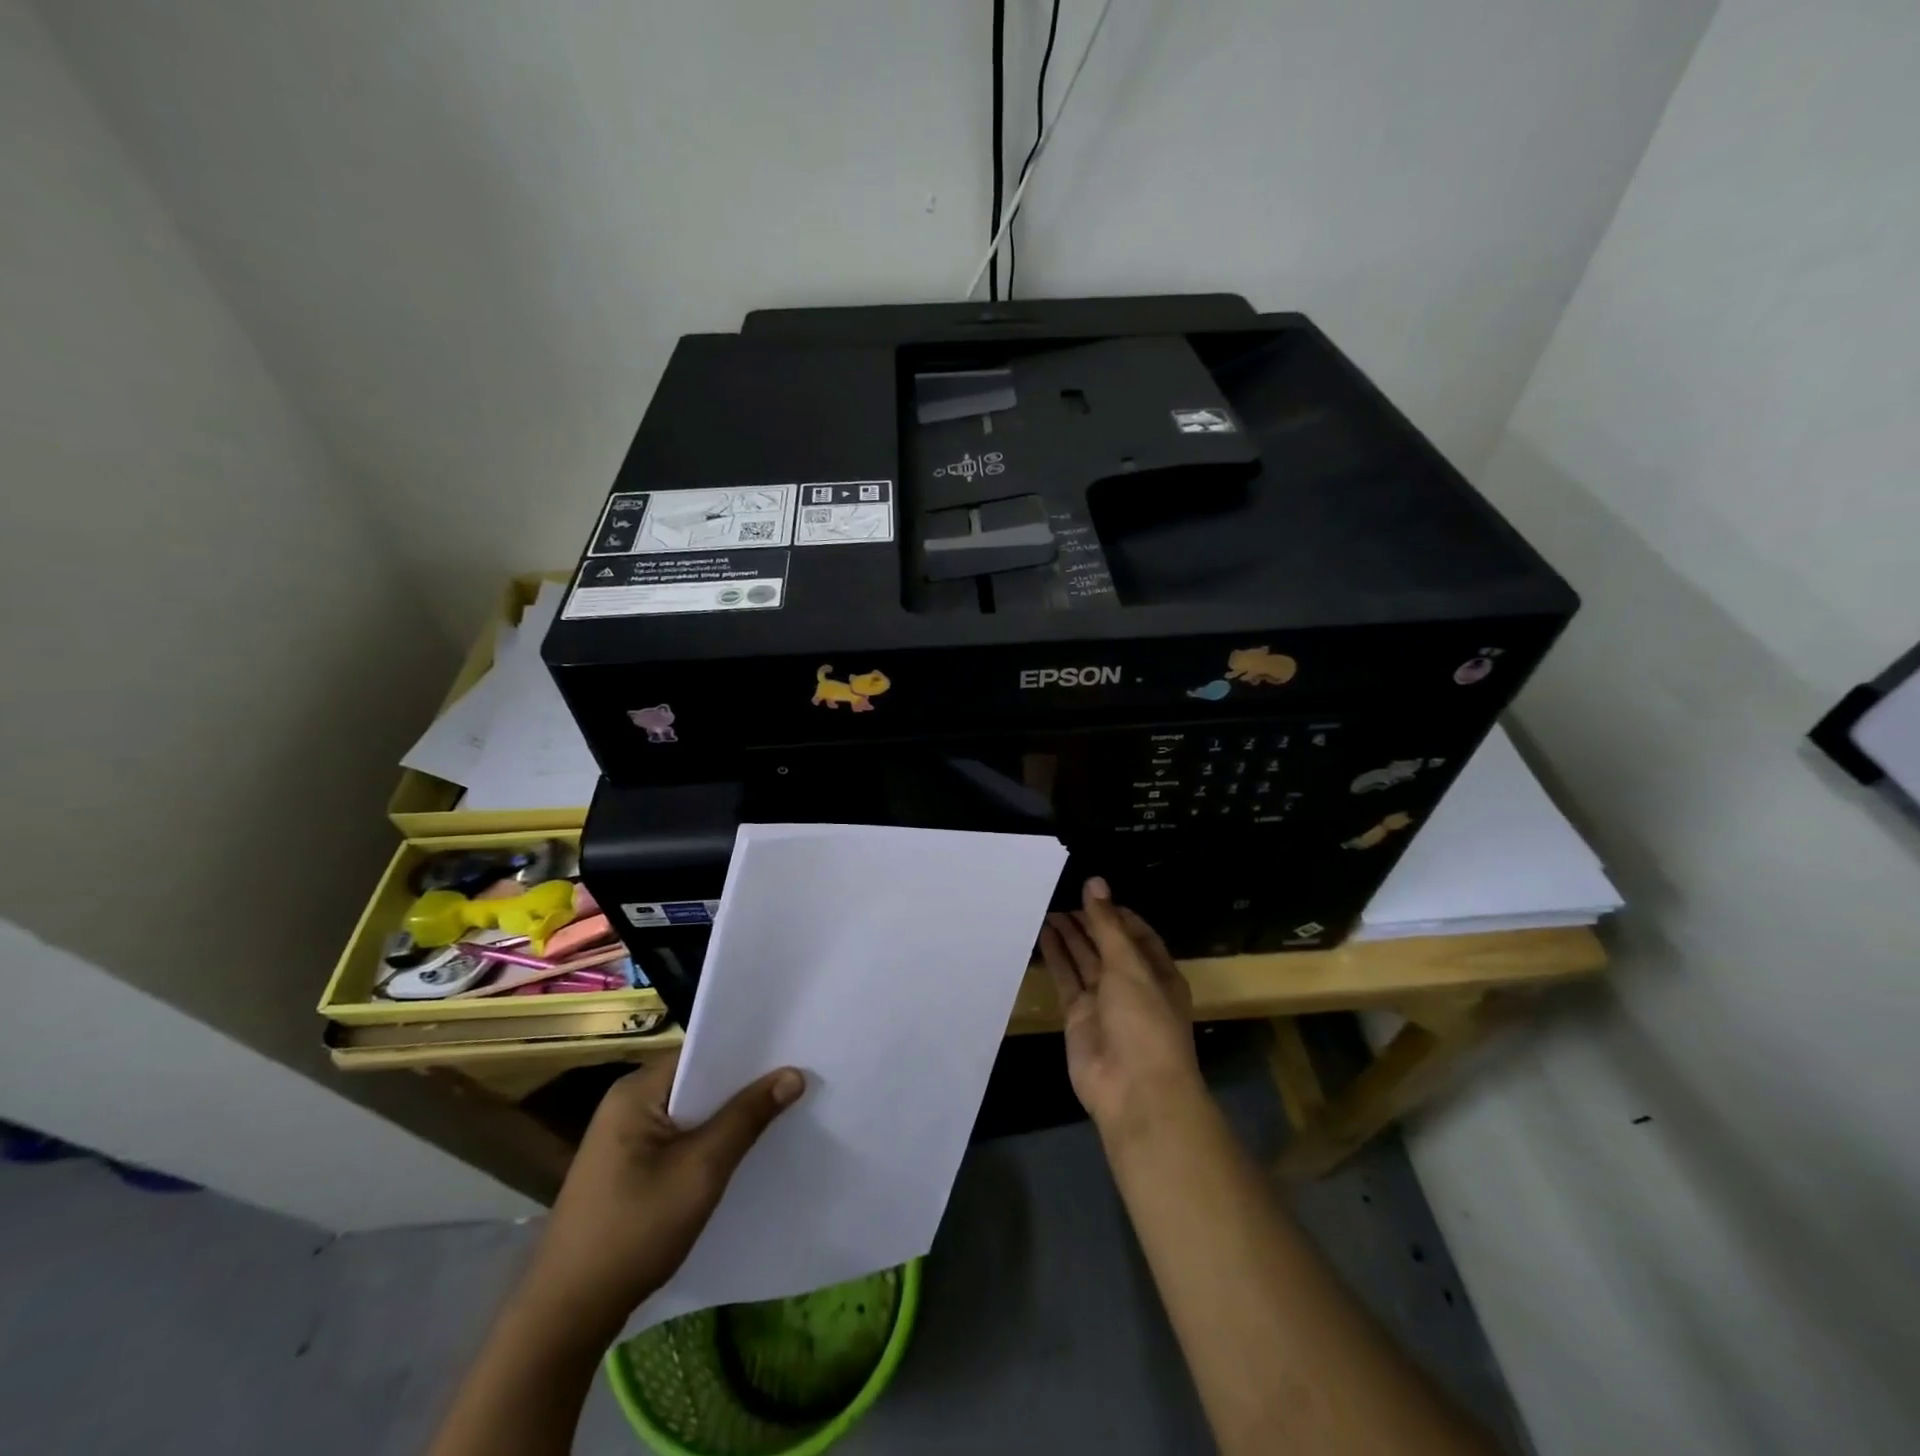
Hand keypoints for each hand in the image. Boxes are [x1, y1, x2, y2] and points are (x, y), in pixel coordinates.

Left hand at [524, 1052, 804, 1328]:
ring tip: (778, 1112)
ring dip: (726, 1116)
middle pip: (697, 1080)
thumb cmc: (634, 1231)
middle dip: (741, 1086)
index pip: (701, 1052)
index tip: (790, 1053)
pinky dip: (708, 1141)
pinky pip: (678, 1138)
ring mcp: (624, 1137)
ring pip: (690, 1112)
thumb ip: (747, 1118)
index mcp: (636, 1091)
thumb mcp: (701, 1170)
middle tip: (795, 1082)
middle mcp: (627, 1103)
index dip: (746, 1052)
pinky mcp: (627, 1167)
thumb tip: (793, 1074)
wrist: (565, 1317)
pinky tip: (738, 1153)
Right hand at [1039, 877, 1200, 1139]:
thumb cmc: (1144, 1021)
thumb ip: (1107, 924)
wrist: (1134, 1091)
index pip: (1136, 934)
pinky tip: (1041, 934)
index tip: (1090, 891)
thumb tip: (1095, 881)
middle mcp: (1131, 984)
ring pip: (1084, 960)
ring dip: (1068, 935)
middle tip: (1059, 893)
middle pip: (1107, 945)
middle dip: (1088, 921)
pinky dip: (1055, 958)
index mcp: (1157, 972)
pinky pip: (1065, 980)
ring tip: (1045, 906)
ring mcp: (1104, 1002)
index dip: (1114, 912)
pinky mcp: (1078, 1017)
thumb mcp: (1129, 965)